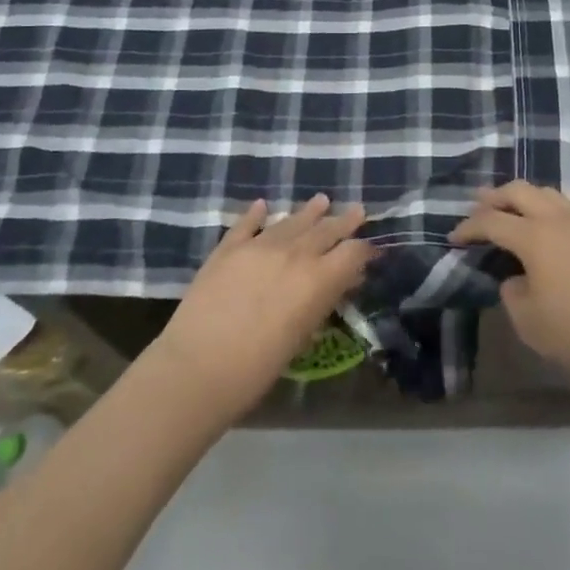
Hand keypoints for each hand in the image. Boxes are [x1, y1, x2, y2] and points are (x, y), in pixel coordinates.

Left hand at [149, 195, 373, 422]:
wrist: (197, 368)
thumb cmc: (256, 369)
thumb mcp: (300, 339)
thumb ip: (320, 305)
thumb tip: (337, 285)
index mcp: (317, 279)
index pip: (352, 253)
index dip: (365, 250)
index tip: (372, 249)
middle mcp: (293, 253)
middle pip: (325, 230)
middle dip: (344, 221)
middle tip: (357, 210)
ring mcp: (259, 246)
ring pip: (290, 221)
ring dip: (308, 212)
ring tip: (321, 200)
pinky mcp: (228, 248)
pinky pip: (247, 224)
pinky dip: (256, 214)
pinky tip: (263, 206)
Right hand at [451, 180, 569, 387]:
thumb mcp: (531, 324)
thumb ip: (512, 295)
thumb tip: (515, 279)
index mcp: (534, 236)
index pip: (491, 221)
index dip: (468, 227)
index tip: (453, 237)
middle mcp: (556, 218)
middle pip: (518, 191)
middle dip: (494, 196)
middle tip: (477, 203)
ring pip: (546, 192)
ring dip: (523, 196)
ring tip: (512, 207)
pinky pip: (568, 204)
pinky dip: (549, 205)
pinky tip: (550, 221)